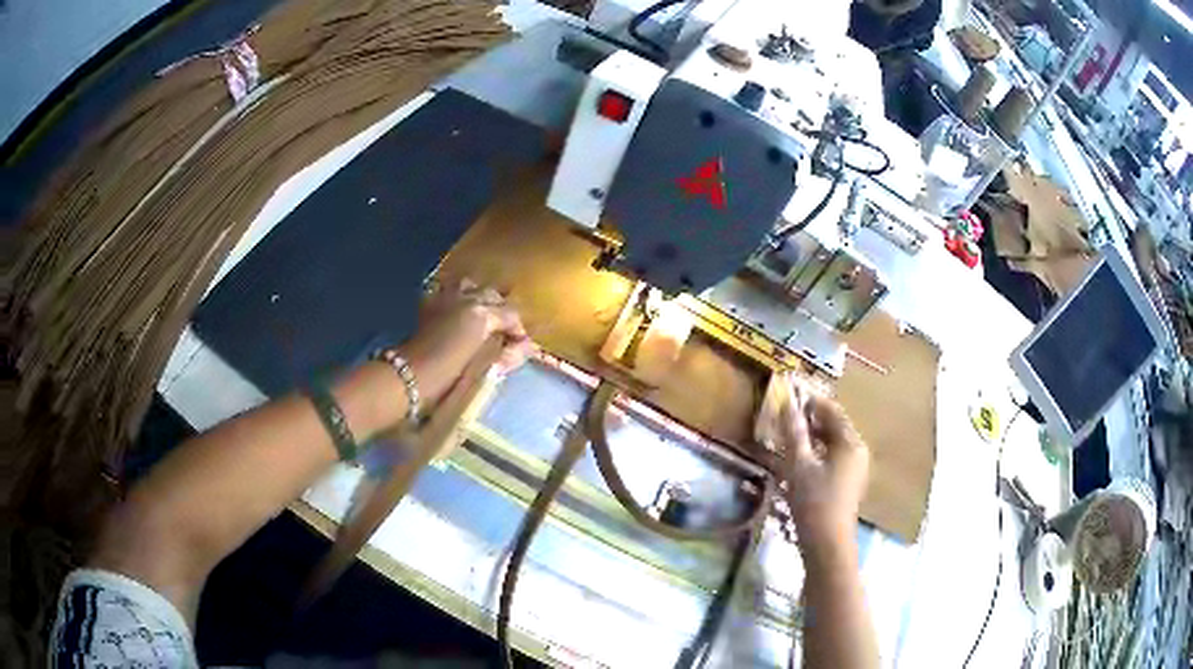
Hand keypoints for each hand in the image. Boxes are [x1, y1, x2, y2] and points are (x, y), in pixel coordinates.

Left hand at [398, 279, 532, 405]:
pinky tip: (455, 309)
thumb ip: (509, 355)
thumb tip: (523, 346)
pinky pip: (445, 289)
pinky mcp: (429, 304)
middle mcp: (466, 299)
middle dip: (501, 309)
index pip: (511, 314)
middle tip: (503, 329)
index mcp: (482, 314)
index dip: (518, 328)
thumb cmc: (452, 376)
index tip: (519, 344)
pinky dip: (454, 296)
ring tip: (480, 312)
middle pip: (492, 294)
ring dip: (478, 296)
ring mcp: (445, 298)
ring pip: (469, 284)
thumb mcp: (488, 367)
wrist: (412, 375)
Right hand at [776, 379, 868, 564]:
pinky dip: (817, 452)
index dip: (811, 400)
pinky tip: (799, 460)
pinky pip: (833, 457)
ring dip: (812, 436)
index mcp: (850, 442)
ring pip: (832, 442)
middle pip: (834, 425)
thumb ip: (794, 433)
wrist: (827, 544)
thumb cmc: (813, 502)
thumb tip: (787, 404)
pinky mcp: (848, 482)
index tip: (789, 394)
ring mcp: (855, 468)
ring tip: (788, 436)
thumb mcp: (798, 465)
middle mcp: (857, 450)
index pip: (832, 410)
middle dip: (810, 419)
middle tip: (785, 416)